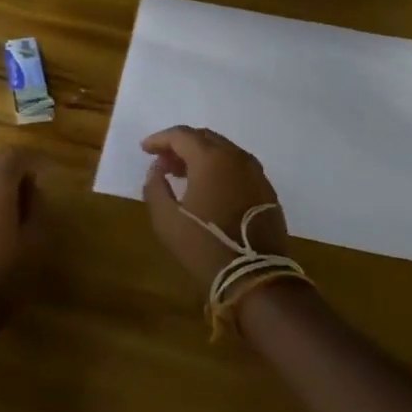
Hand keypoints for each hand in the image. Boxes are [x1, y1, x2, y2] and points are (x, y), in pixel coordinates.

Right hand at [140, 126, 286, 288]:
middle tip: (163, 161)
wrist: (255, 276)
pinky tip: (209, 187)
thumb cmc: (204, 245)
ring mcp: (255, 172)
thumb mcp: (166, 219)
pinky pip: (238, 166)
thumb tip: (157, 168)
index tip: (145, 149)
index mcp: (211, 158)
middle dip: (181, 145)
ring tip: (182, 174)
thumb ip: (155, 186)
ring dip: (201, 156)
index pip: (181, 135)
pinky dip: (219, 168)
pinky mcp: (266, 189)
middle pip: (204, 138)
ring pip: (223, 151)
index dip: (160, 139)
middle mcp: (236, 157)